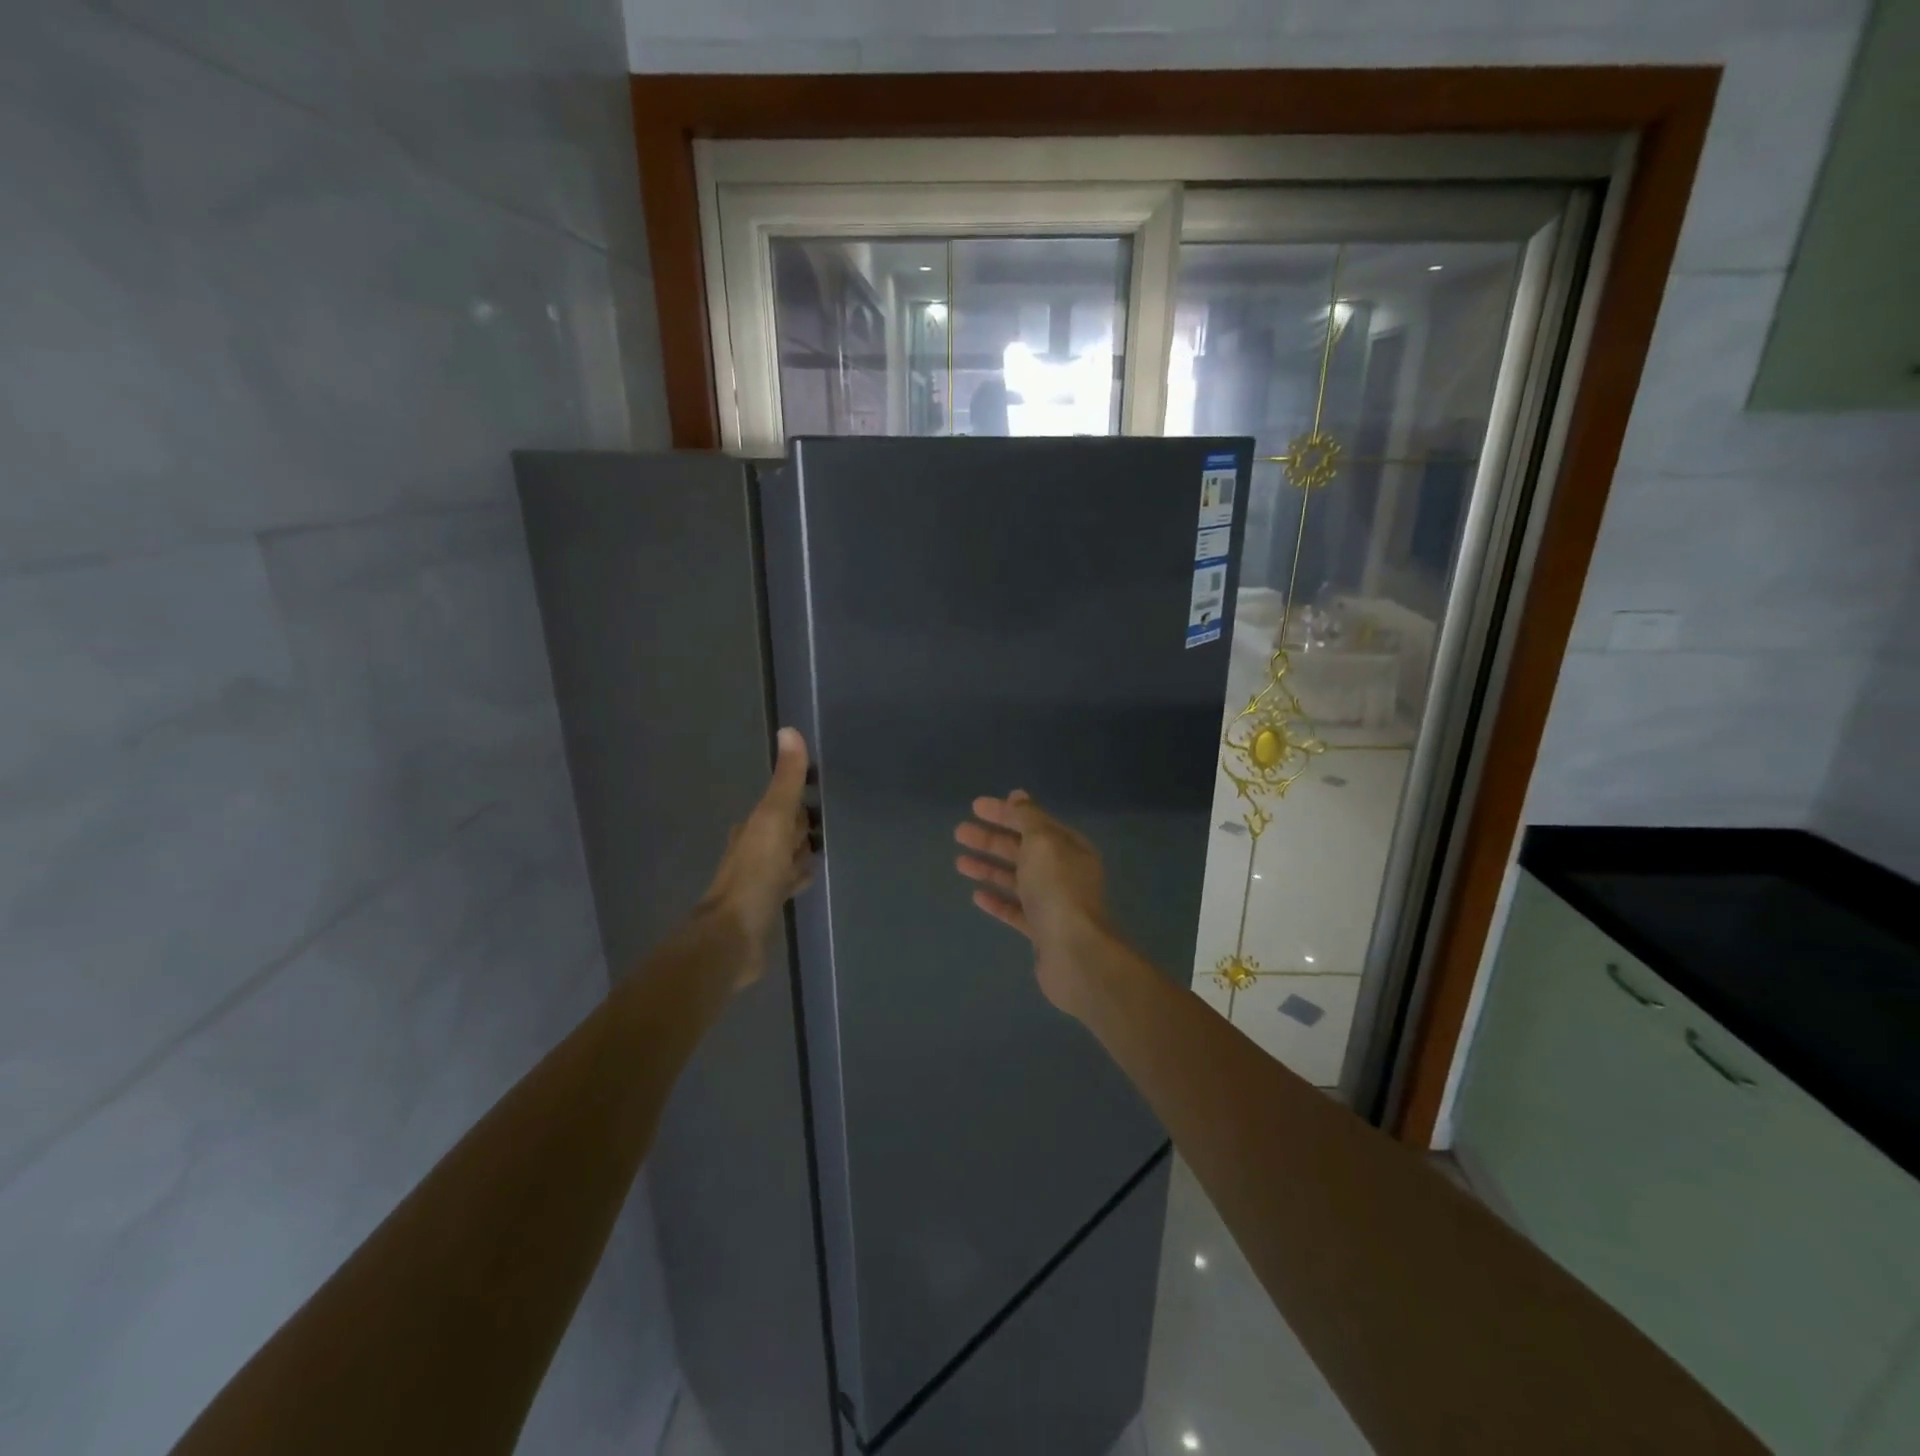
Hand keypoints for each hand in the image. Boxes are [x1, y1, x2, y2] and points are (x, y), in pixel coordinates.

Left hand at [699, 727, 815, 985]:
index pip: (779, 803)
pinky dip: (798, 876)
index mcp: (752, 827)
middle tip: (829, 815)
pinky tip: (809, 878)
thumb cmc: (755, 875)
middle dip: (800, 822)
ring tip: (825, 844)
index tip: (820, 787)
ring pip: (784, 856)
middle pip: (781, 829)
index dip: (798, 795)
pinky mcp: (766, 906)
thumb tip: (788, 730)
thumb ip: (786, 781)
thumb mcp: (773, 820)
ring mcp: (758, 880)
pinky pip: (787, 882)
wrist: (733, 936)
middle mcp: (752, 850)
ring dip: (799, 849)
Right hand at [953, 790, 1114, 1015]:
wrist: (1074, 952)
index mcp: (1069, 847)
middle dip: (990, 839)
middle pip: (1022, 849)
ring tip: (959, 862)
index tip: (974, 807)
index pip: (1032, 822)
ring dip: (988, 867)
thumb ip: (1027, 818)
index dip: (1004, 812)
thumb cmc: (1057, 888)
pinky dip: (997, 900)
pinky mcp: (1041, 931)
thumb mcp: (1042, 842)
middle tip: (959, 833)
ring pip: (1016, 879)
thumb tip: (1017, 796)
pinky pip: (1015, 910)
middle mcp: (1063, 872)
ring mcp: (1052, 903)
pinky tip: (976, 895)